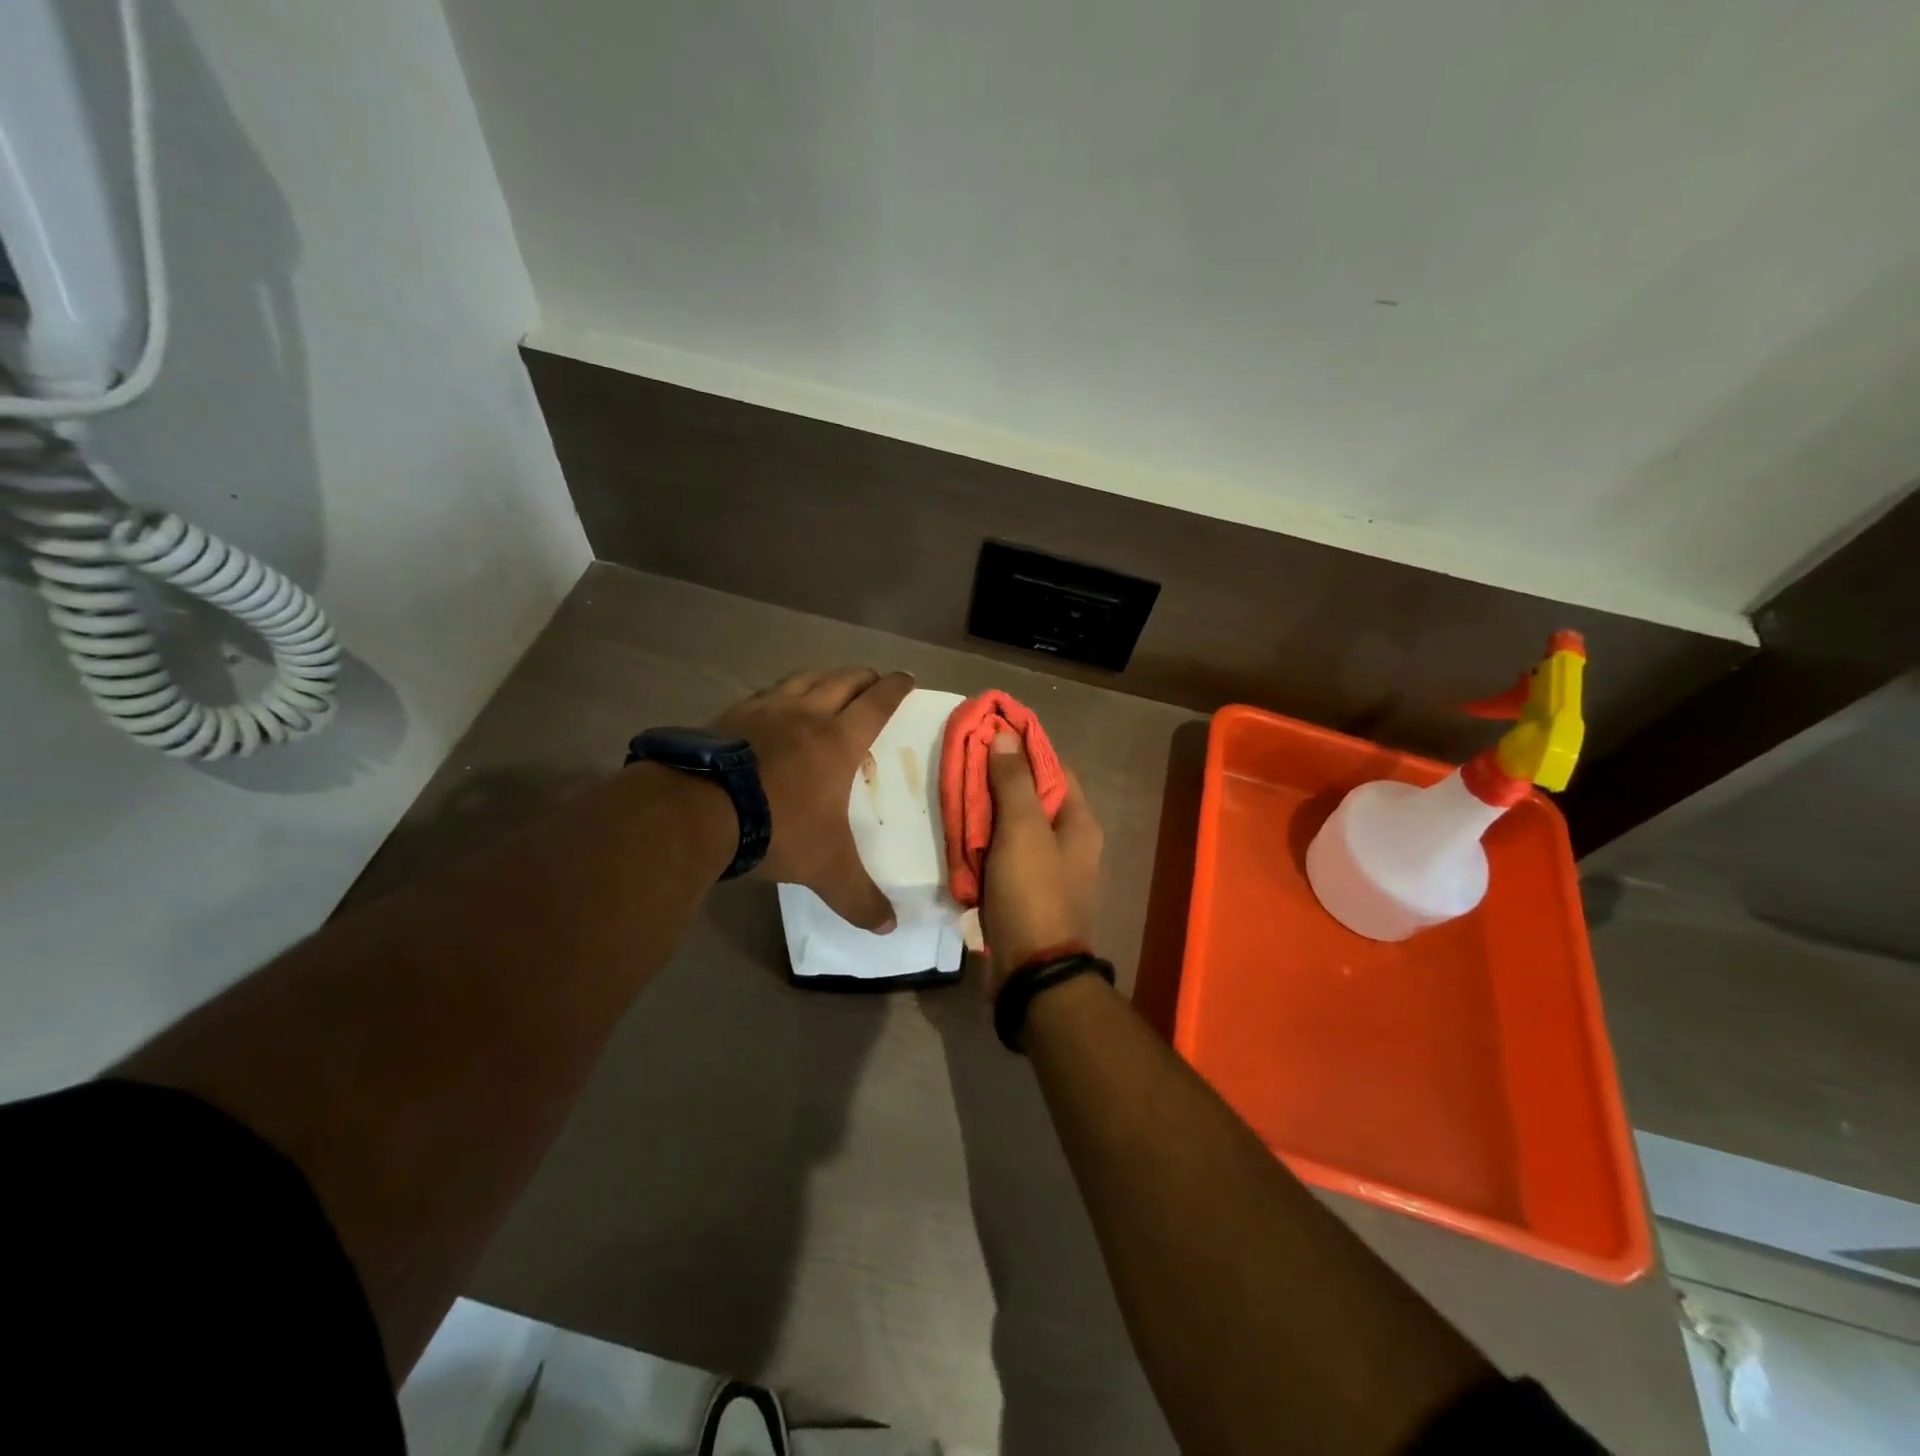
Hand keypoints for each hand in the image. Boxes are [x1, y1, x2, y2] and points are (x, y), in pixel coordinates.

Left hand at [708, 668, 913, 930]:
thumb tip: (889, 927)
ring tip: (829, 683)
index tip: (907, 678)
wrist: (698, 811)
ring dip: (823, 677)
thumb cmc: (778, 830)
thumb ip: (859, 898)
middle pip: (843, 681)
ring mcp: (765, 710)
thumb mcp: (826, 870)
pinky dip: (781, 692)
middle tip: (874, 679)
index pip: (877, 703)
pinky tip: (773, 705)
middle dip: (863, 677)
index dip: (895, 688)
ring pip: (804, 679)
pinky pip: (765, 693)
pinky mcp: (730, 714)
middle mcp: (806, 715)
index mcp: (839, 741)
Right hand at [980, 730, 1102, 995]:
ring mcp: (1045, 868)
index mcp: (1079, 822)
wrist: (1031, 970)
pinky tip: (957, 832)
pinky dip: (982, 841)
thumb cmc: (1033, 892)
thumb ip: (1014, 781)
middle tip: (961, 762)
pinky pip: (1001, 854)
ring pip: (1013, 826)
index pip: (1053, 767)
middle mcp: (1068, 841)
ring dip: (986, 811)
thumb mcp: (1023, 829)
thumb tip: (1005, 734)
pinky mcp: (1023, 891)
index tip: (989, 731)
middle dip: (998, 778)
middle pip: (1032, 796)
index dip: (1024, 747)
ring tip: (952, 791)